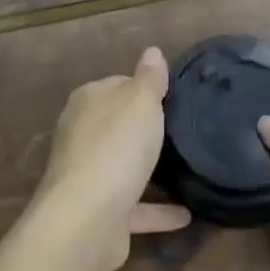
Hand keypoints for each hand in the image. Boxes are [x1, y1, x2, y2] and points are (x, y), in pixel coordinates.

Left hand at [34, 47, 191, 270]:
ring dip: (147, 170)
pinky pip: (135, 208)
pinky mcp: (100, 214)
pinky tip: (186, 214)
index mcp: (88, 102)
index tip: (172, 97)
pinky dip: (157, 211)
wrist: (87, 219)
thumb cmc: (116, 146)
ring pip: (122, 167)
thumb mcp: (140, 102)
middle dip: (143, 128)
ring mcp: (88, 177)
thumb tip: (152, 51)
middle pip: (117, 125)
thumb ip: (149, 78)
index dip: (143, 89)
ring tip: (184, 168)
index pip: (117, 85)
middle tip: (182, 130)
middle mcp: (82, 136)